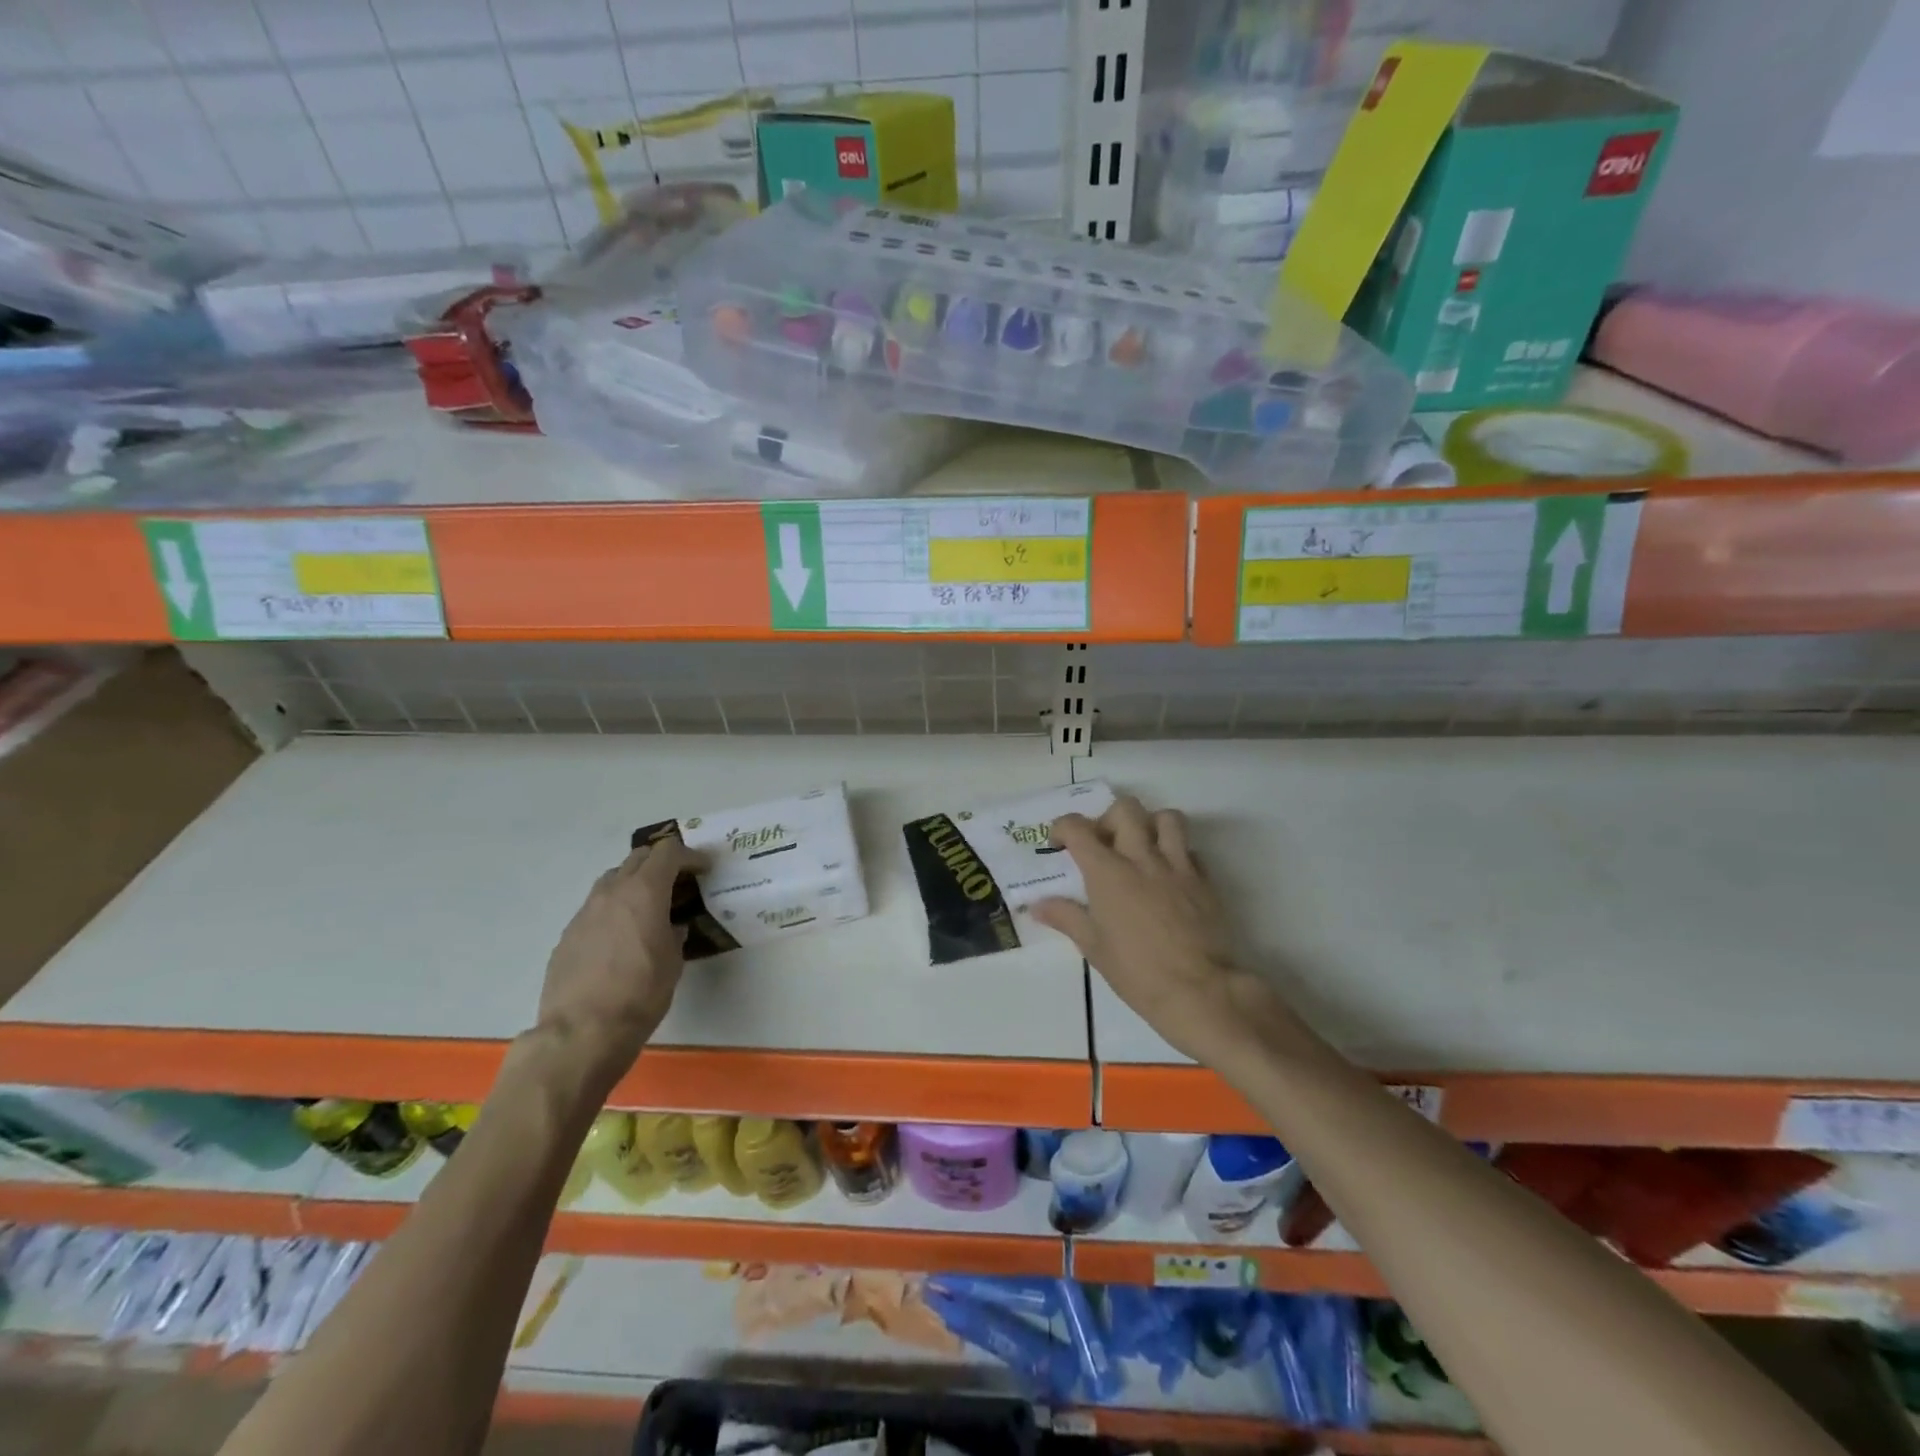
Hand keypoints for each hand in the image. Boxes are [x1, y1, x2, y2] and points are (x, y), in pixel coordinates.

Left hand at [535, 837, 704, 1090]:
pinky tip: (621, 936)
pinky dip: (614, 909)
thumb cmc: (640, 993)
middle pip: (638, 858)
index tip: (704, 869)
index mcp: (644, 892)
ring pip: (612, 879)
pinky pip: (596, 908)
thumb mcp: (673, 961)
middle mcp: (612, 892)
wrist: (581, 1031)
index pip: (668, 853)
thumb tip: (671, 927)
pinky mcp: (568, 934)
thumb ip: (674, 934)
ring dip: (634, 882)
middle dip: (661, 862)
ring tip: (649, 906)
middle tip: (679, 881)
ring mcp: (585, 912)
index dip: (690, 856)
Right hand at [1032, 795, 1260, 1063]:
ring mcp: (1177, 866)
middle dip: (1108, 819)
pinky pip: (1191, 850)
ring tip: (1141, 848)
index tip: (1060, 844)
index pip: (1078, 828)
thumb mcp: (1094, 947)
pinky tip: (1169, 876)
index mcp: (1108, 872)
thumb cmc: (1137, 972)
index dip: (1063, 827)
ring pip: (1167, 818)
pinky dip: (1177, 853)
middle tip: (1103, 844)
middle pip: (1125, 809)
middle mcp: (1142, 858)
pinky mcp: (1204, 881)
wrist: (1199, 991)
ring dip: (1150, 825)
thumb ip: (1066, 917)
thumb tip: (1037, 905)